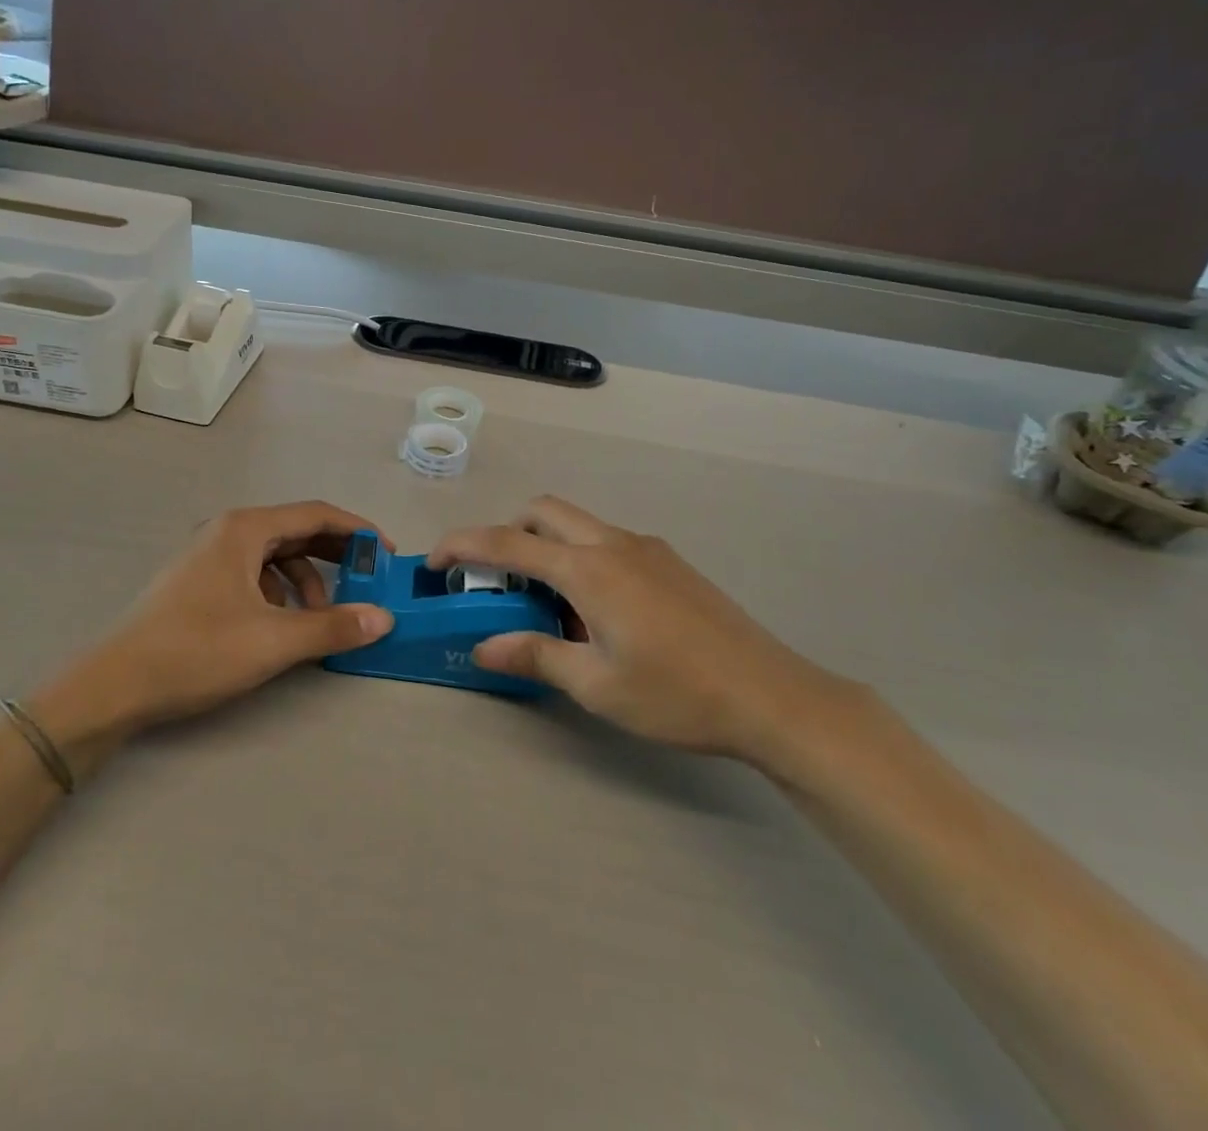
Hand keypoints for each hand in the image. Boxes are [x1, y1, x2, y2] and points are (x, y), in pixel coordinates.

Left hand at [53, 502, 394, 734]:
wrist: (114, 685)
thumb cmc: (196, 651)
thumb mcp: (273, 640)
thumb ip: (332, 626)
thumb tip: (384, 618)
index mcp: (245, 528)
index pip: (316, 514)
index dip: (357, 531)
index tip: (387, 554)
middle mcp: (228, 531)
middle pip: (296, 531)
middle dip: (335, 556)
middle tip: (367, 582)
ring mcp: (209, 555)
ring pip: (274, 556)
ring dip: (306, 581)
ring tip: (319, 619)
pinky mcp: (198, 582)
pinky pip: (254, 574)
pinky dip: (279, 593)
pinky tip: (281, 625)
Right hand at [429, 497, 852, 762]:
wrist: (773, 697)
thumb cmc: (677, 695)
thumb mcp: (597, 685)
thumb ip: (535, 656)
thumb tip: (483, 647)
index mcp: (589, 569)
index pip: (508, 542)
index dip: (462, 545)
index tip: (434, 561)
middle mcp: (614, 543)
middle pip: (544, 511)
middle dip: (508, 533)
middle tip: (497, 580)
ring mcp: (646, 548)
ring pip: (578, 524)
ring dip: (548, 546)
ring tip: (548, 606)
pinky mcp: (669, 562)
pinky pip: (607, 542)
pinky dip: (581, 558)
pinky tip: (598, 613)